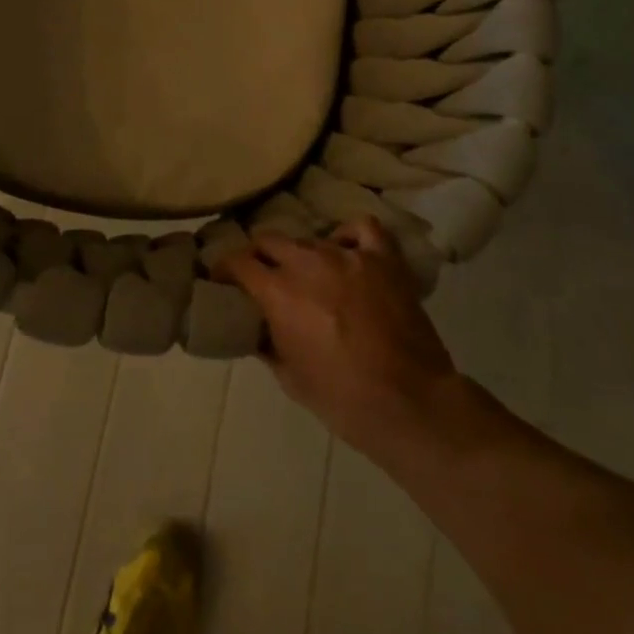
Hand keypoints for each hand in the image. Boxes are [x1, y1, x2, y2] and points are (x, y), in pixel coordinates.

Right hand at [214, 218, 463, 460]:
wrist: (412, 405)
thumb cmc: (343, 399)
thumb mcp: (289, 377)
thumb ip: (266, 344)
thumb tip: (254, 329)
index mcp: (278, 292)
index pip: (237, 261)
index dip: (224, 268)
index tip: (222, 279)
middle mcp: (307, 263)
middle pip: (268, 240)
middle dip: (259, 256)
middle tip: (262, 276)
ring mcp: (348, 255)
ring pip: (310, 239)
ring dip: (301, 256)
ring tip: (310, 274)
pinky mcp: (383, 259)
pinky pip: (362, 228)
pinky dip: (349, 235)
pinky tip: (347, 251)